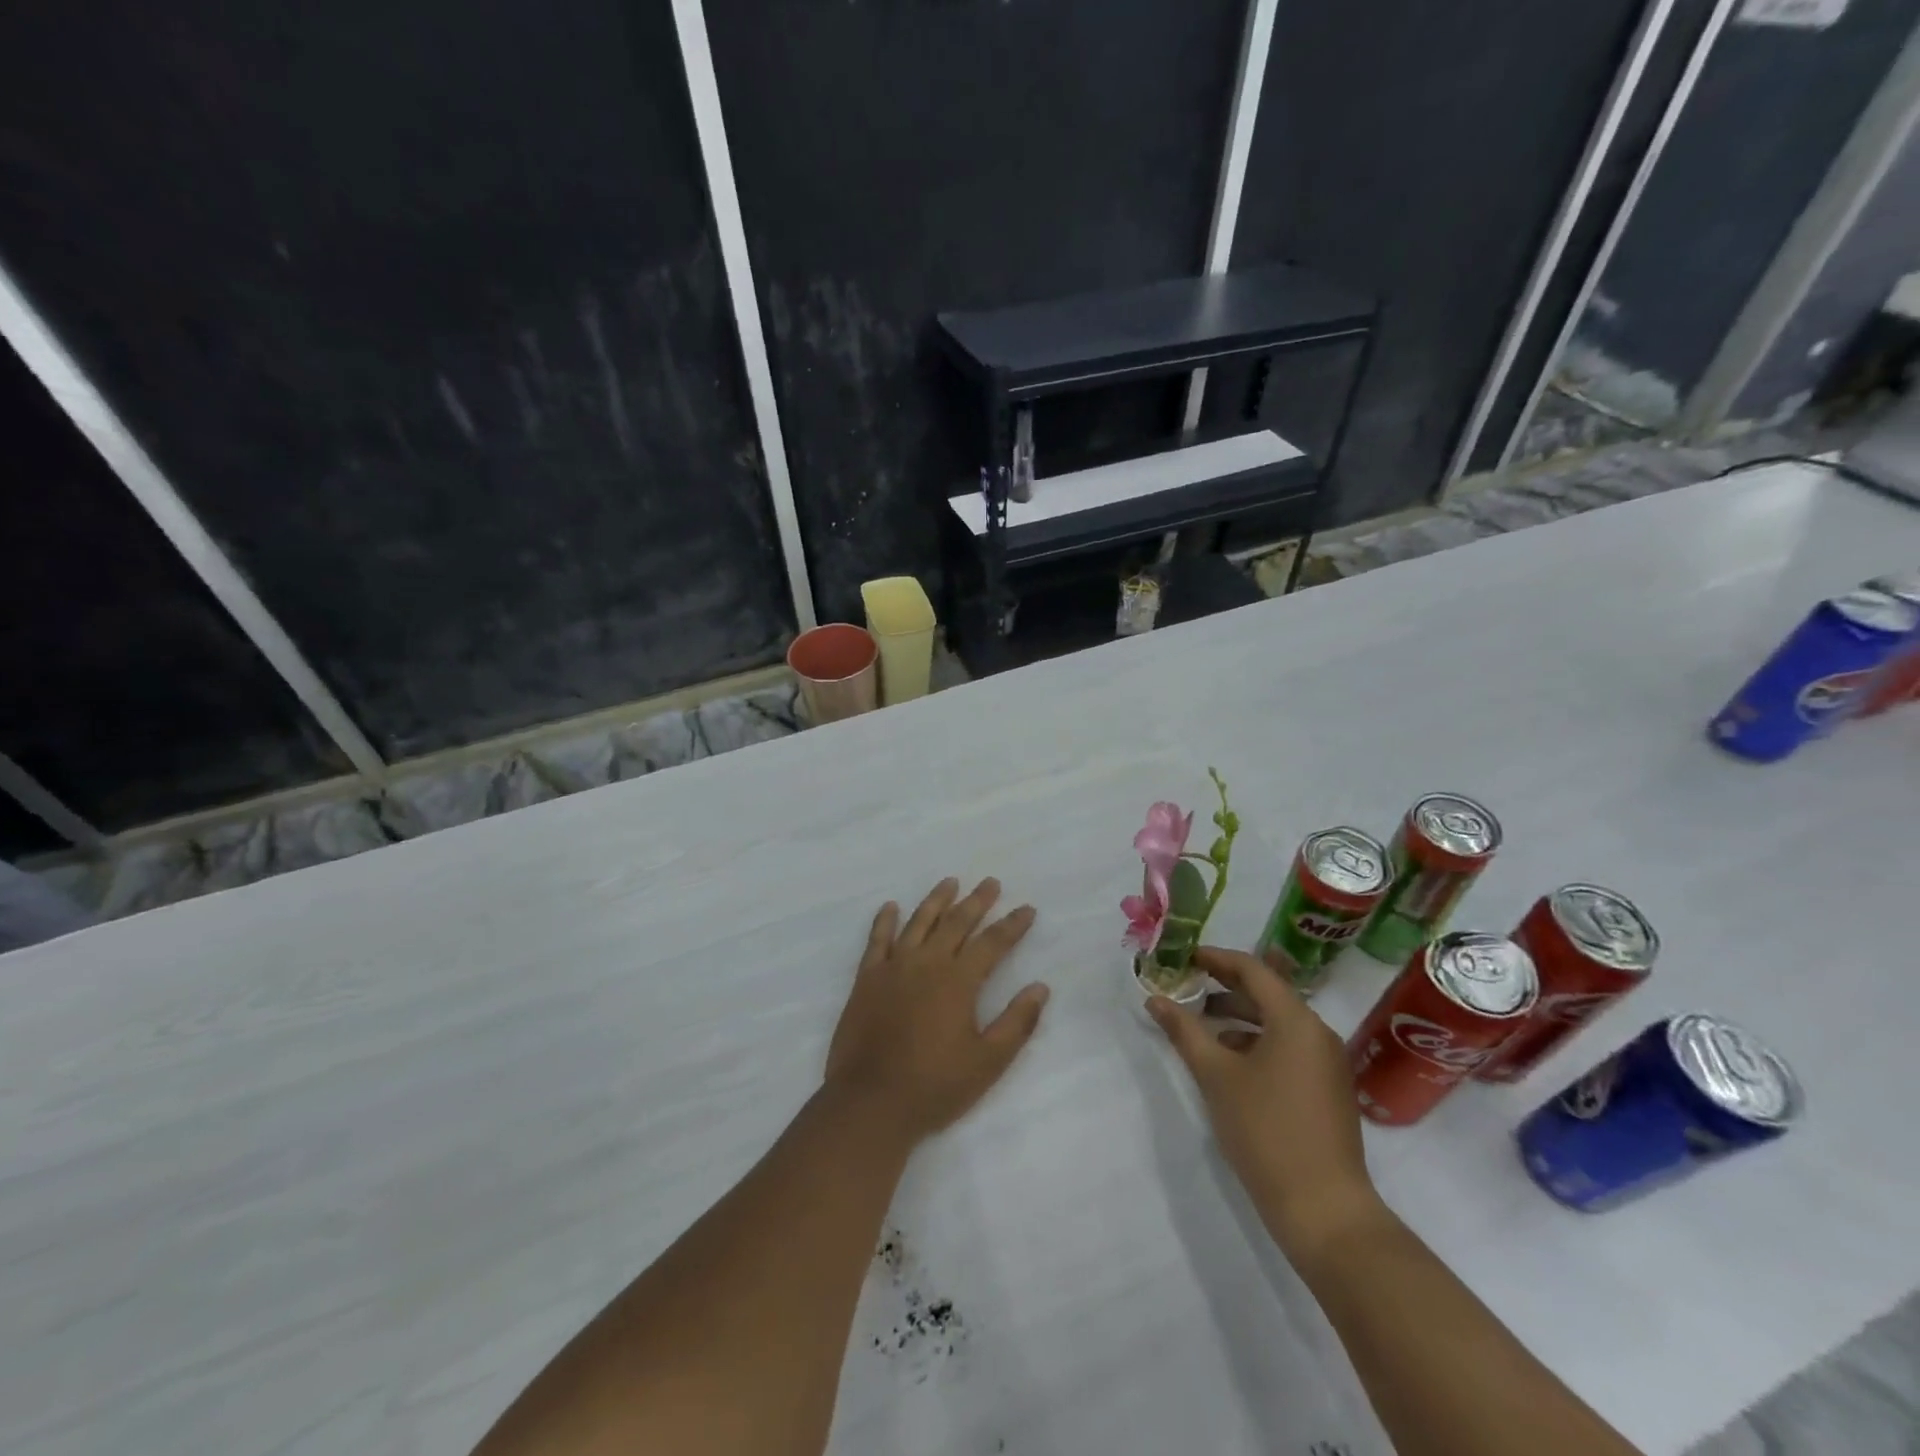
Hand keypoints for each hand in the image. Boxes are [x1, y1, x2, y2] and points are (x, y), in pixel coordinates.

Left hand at [825, 878, 1049, 1146]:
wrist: (871, 1102)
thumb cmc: (935, 1086)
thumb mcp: (988, 1062)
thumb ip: (1017, 1022)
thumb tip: (1041, 987)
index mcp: (959, 981)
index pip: (993, 942)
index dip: (1012, 925)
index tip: (1027, 909)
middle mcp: (927, 963)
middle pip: (957, 922)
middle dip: (977, 901)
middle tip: (991, 882)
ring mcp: (893, 968)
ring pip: (918, 922)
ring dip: (937, 900)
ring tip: (950, 881)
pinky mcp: (867, 979)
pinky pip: (877, 940)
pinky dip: (884, 920)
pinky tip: (890, 906)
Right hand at [1148, 946, 1383, 1259]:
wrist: (1324, 1210)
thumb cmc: (1266, 1131)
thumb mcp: (1216, 1076)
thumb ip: (1185, 1031)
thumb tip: (1155, 999)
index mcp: (1296, 1020)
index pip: (1253, 970)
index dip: (1216, 959)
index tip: (1184, 957)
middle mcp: (1318, 1033)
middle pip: (1267, 993)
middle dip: (1224, 987)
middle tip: (1187, 986)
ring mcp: (1326, 1063)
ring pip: (1277, 1022)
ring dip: (1238, 1017)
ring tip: (1201, 1026)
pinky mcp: (1326, 1089)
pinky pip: (1288, 1047)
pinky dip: (1256, 1043)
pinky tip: (1229, 1062)